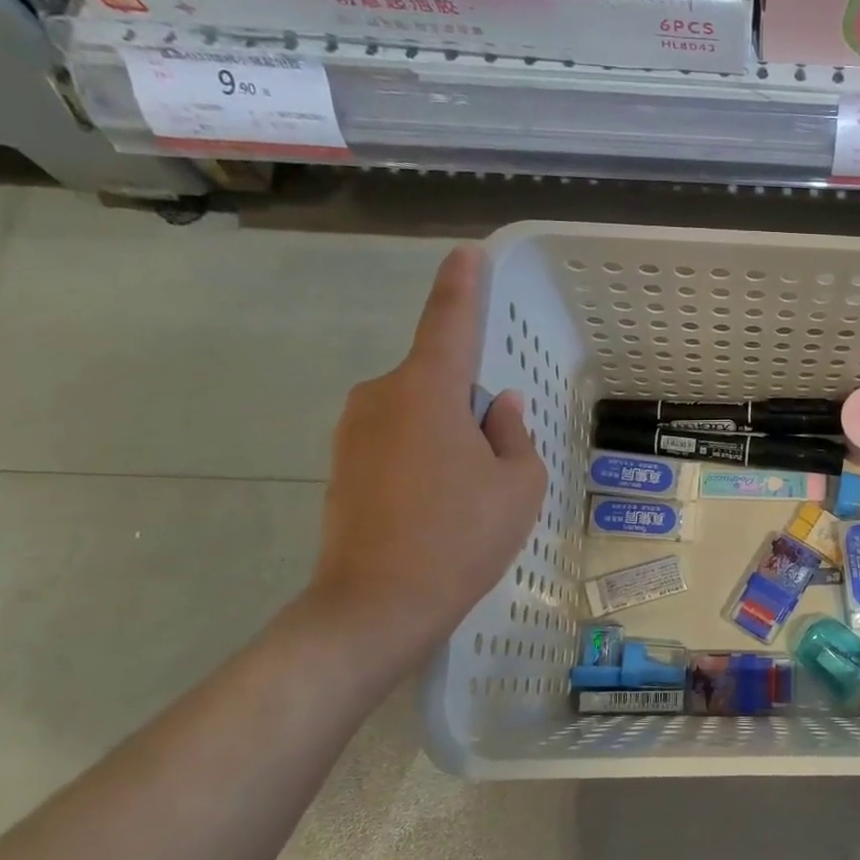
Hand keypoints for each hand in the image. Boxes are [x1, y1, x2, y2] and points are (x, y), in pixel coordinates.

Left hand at [307, 246, 545, 664]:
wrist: (377, 605)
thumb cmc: (462, 536)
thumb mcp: (518, 485)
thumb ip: (514, 435)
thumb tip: (499, 408)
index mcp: (427, 391)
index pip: (448, 322)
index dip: (461, 286)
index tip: (466, 254)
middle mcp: (380, 397)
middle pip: (437, 380)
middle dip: (469, 405)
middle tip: (494, 461)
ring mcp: (352, 433)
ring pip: (416, 414)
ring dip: (446, 435)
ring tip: (466, 495)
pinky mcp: (341, 467)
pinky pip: (395, 441)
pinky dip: (422, 458)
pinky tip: (436, 507)